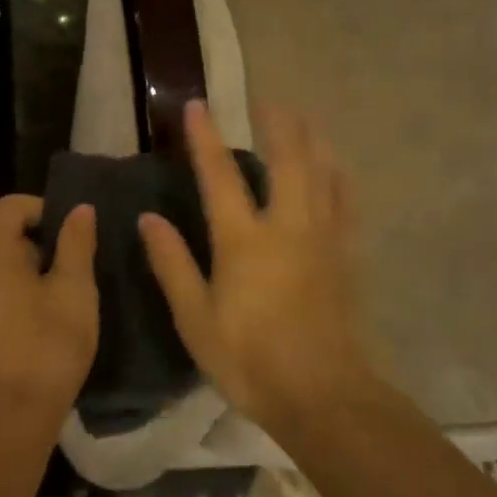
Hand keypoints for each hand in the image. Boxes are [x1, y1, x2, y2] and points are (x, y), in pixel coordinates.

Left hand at [0, 196, 97, 422]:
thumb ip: (76, 243)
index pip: (12, 206)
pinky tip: (21, 312)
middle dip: (23, 235)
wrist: (6, 414)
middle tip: (56, 262)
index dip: (44, 210)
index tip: (71, 234)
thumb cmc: (47, 344)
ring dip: (6, 260)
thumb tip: (79, 208)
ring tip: (42, 289)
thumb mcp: (75, 290)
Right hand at [139, 100, 373, 426]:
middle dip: (278, 125)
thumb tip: (149, 218)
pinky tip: (338, 168)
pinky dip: (340, 178)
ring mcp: (323, 239)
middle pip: (287, 160)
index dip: (205, 138)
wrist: (322, 396)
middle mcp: (287, 227)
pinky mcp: (346, 257)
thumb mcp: (195, 318)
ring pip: (322, 174)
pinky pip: (346, 205)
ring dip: (312, 140)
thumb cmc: (249, 359)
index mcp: (244, 241)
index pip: (220, 176)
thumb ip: (172, 264)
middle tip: (269, 99)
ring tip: (305, 118)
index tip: (197, 105)